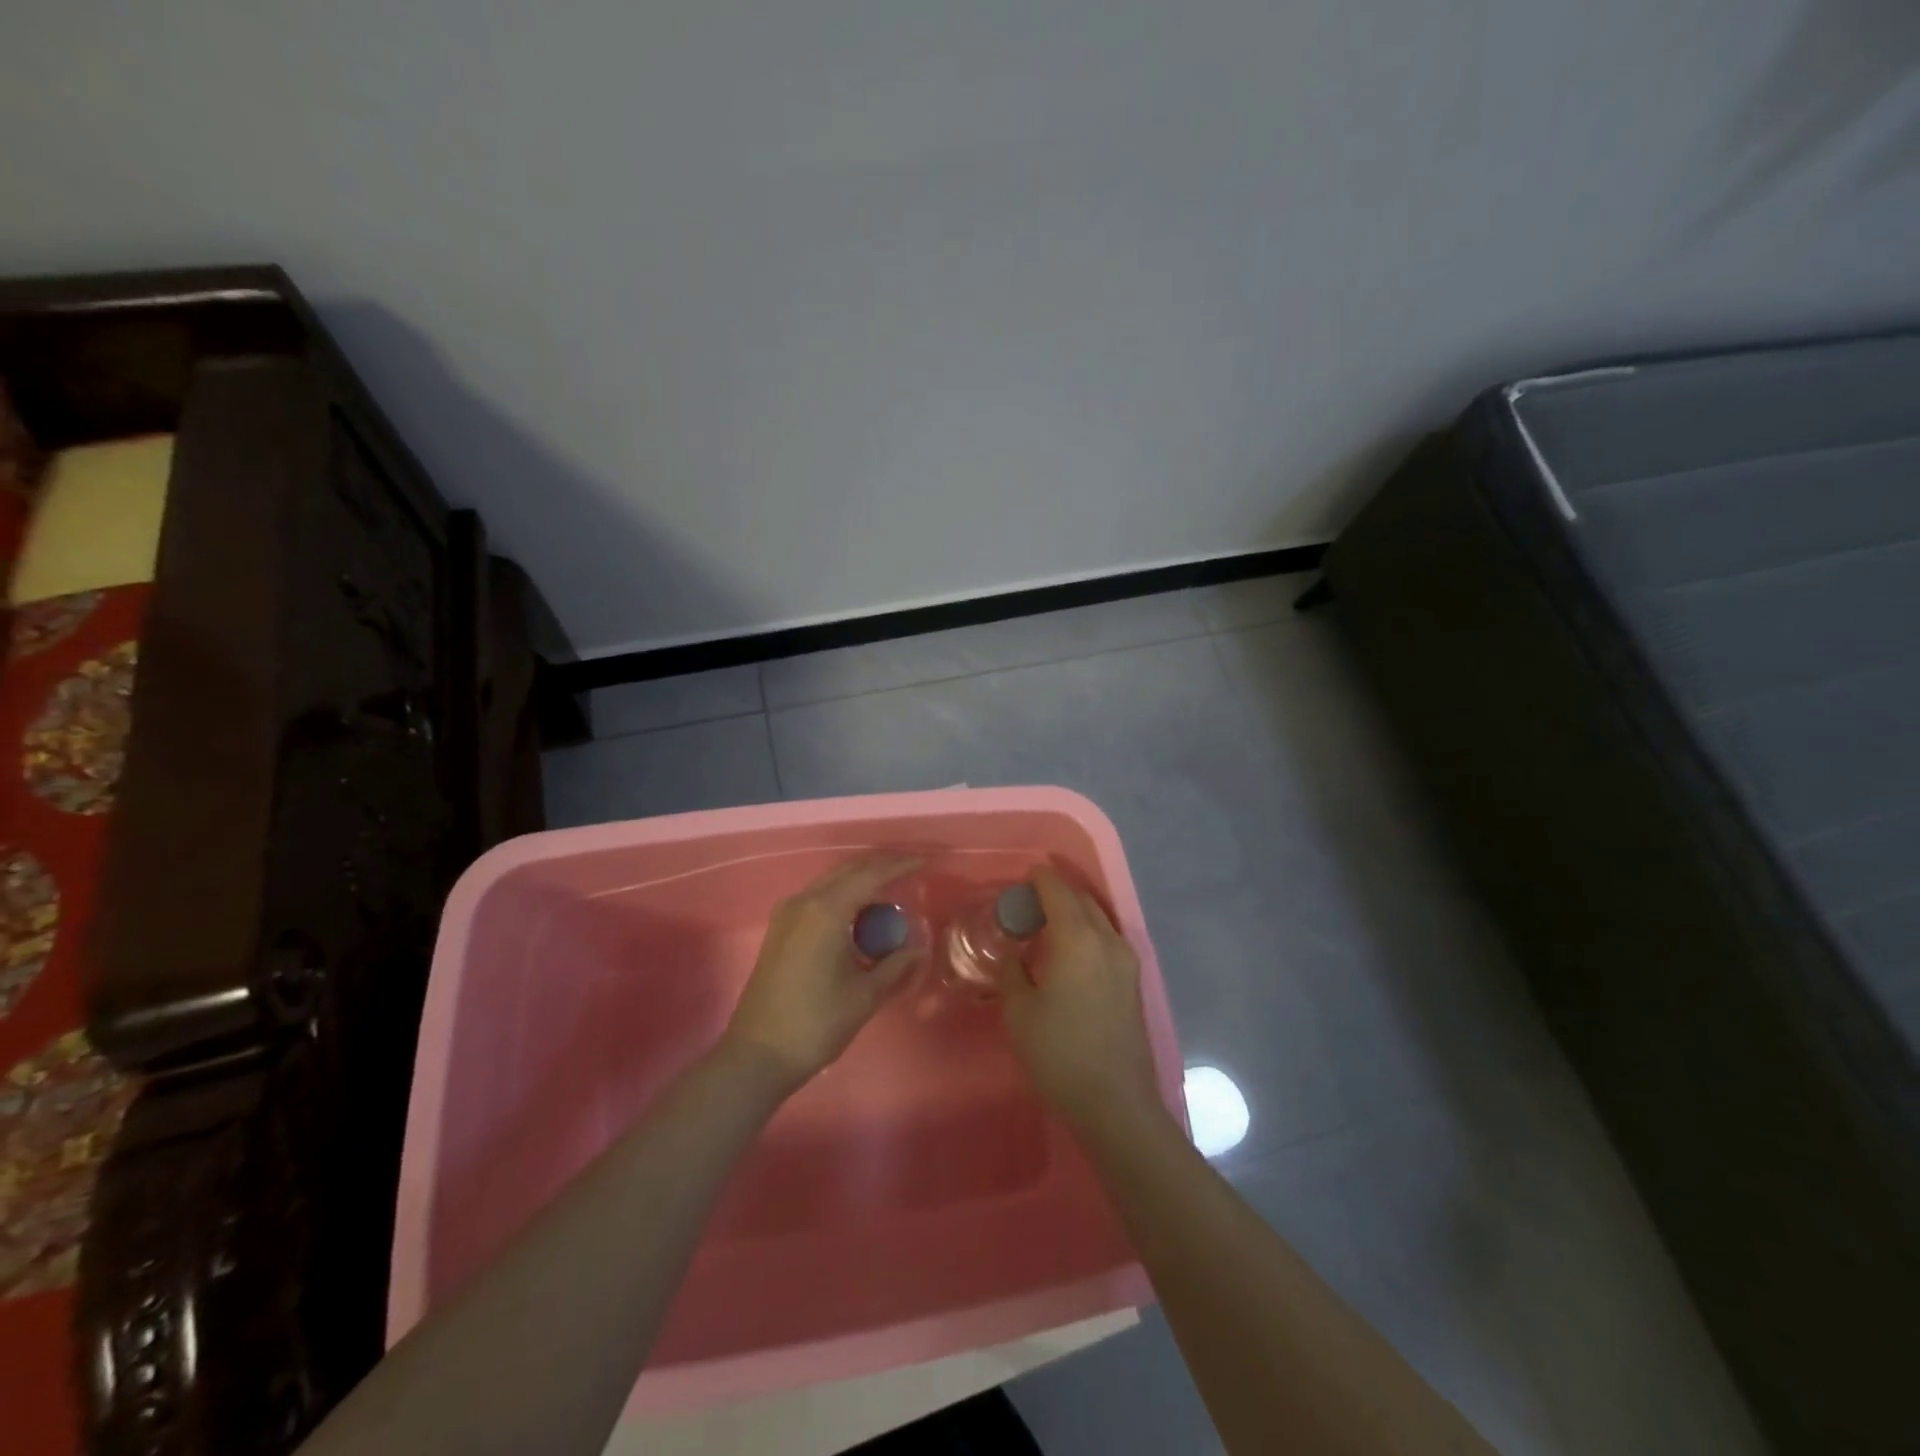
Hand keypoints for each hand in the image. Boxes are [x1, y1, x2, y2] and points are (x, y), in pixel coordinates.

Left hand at [724, 852, 924, 1089]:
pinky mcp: (780, 928)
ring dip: (861, 880)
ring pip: (831, 882)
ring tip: (890, 891)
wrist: (758, 1054)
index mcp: (826, 911)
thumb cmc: (816, 1023)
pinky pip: (819, 897)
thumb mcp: (865, 995)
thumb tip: (918, 948)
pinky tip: (860, 912)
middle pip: (848, 870)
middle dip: (880, 866)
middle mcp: (804, 902)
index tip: (924, 862)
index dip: (899, 866)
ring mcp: (788, 914)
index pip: (870, 875)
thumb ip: (895, 965)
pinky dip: (843, 895)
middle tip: (910, 871)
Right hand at [995, 867, 1165, 1134]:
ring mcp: (1127, 960)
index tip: (1023, 878)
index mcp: (1078, 938)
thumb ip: (1013, 973)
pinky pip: (1108, 938)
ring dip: (1075, 912)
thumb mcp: (1020, 1012)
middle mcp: (1107, 939)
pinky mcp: (1134, 981)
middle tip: (1030, 902)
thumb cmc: (1059, 1053)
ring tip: (1049, 925)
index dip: (1040, 879)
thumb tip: (1015, 956)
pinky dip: (1088, 931)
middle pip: (1082, 900)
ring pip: (1099, 918)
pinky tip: (1071, 952)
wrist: (1115, 1102)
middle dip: (1058, 892)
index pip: (1058, 891)